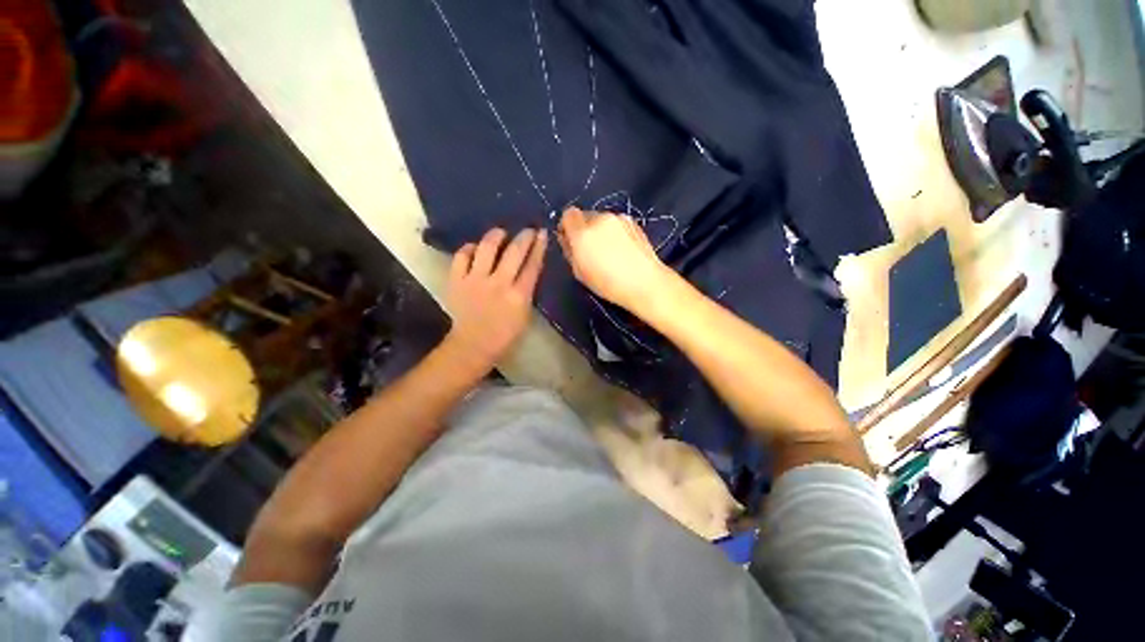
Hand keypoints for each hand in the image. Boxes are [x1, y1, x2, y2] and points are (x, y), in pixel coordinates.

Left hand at [444, 227, 547, 373]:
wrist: (473, 345)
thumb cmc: (504, 333)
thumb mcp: (525, 313)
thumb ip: (527, 289)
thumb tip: (528, 267)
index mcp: (519, 295)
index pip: (532, 265)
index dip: (539, 247)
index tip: (542, 234)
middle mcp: (499, 284)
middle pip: (514, 252)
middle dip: (524, 237)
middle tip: (528, 230)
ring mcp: (475, 280)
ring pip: (487, 248)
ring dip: (496, 236)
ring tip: (500, 233)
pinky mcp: (456, 281)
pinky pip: (462, 256)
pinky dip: (469, 249)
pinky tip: (475, 248)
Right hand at [558, 207, 673, 310]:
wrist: (644, 282)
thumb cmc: (608, 284)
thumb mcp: (580, 273)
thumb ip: (570, 251)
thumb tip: (567, 239)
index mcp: (582, 233)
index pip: (568, 215)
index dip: (567, 227)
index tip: (571, 240)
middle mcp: (599, 219)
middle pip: (585, 216)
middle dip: (584, 229)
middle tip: (591, 250)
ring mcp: (618, 218)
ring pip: (602, 219)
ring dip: (600, 230)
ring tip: (610, 251)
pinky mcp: (633, 222)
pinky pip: (616, 223)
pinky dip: (615, 232)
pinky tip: (623, 249)